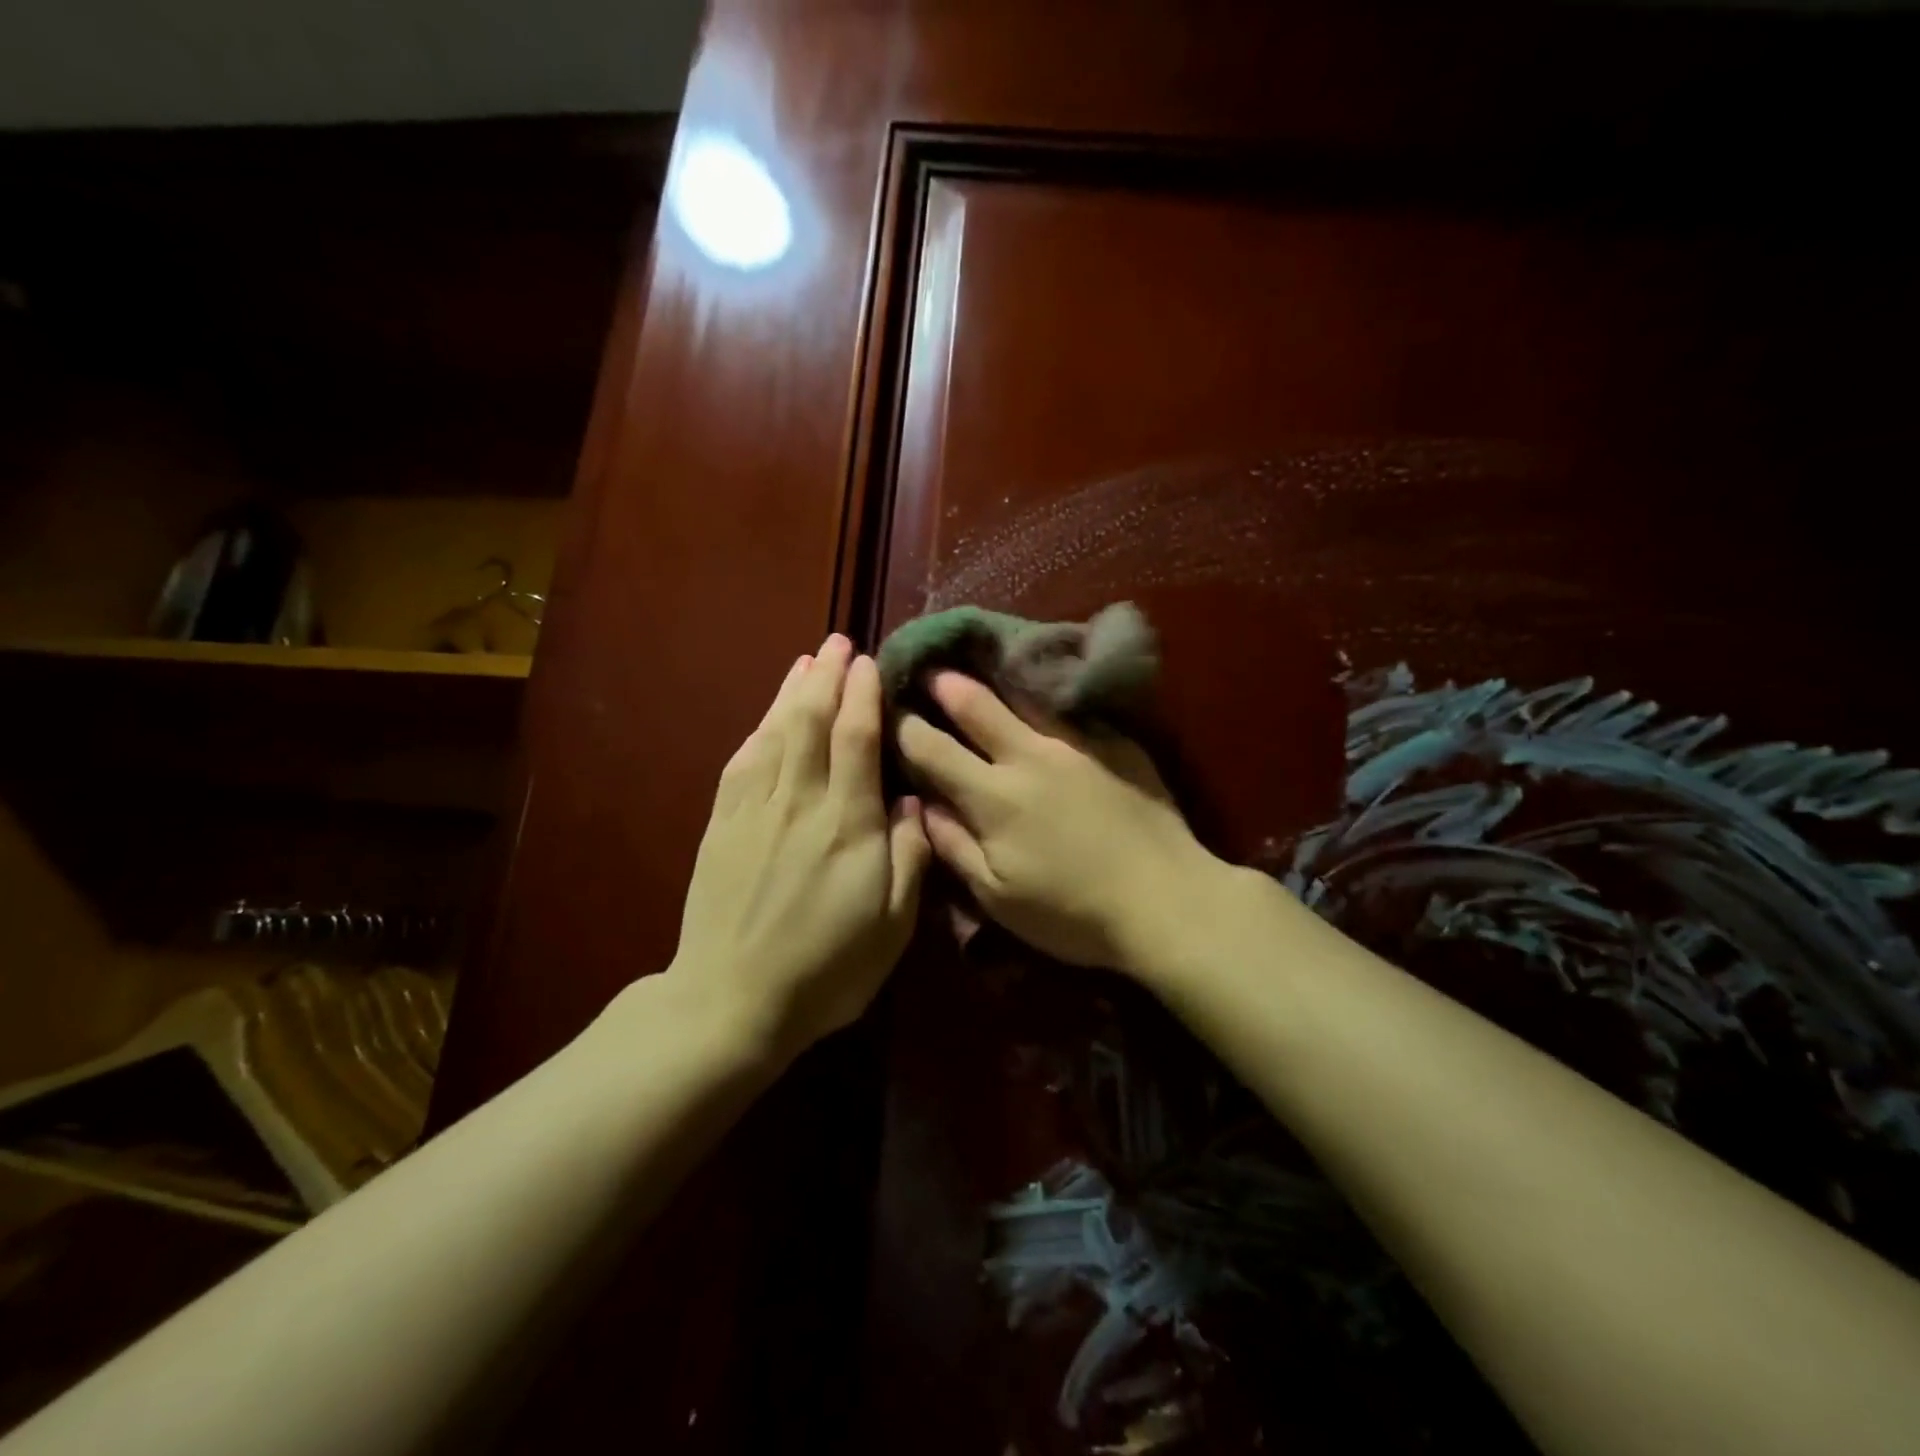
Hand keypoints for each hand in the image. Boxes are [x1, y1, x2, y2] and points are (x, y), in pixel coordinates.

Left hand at [669, 635, 930, 1056]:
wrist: (732, 1001)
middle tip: (837, 642)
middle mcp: (800, 803)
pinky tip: (767, 718)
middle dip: (825, 676)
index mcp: (848, 825)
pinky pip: (742, 763)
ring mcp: (754, 810)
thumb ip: (909, 855)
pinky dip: (758, 730)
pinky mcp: (722, 825)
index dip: (862, 694)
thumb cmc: (827, 969)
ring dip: (791, 692)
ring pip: (775, 733)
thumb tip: (911, 798)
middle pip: (811, 721)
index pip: (856, 739)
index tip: (868, 662)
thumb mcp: (892, 925)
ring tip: (805, 662)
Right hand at [896, 671, 1226, 975]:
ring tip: (978, 664)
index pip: (931, 749)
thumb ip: (954, 846)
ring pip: (1023, 698)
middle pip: (975, 706)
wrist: (1167, 900)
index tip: (890, 713)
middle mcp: (1028, 756)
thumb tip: (923, 806)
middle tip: (929, 669)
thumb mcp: (998, 896)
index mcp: (992, 796)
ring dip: (994, 681)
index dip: (904, 728)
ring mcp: (1075, 743)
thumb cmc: (1072, 912)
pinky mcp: (1114, 743)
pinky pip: (1069, 711)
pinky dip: (1044, 698)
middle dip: (944, 685)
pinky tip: (1042, 692)